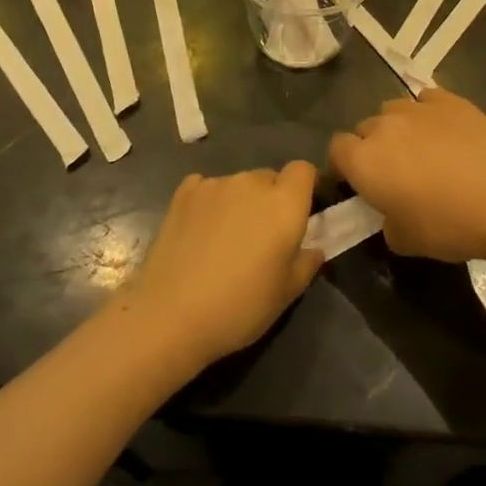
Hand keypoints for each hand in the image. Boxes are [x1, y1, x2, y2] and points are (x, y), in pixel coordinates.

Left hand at [125, 163, 323, 370]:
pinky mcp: (184, 192)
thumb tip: (313, 247)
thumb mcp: (286, 294)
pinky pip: (206, 187)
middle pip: (270, 177)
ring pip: (238, 184)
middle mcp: (251, 182)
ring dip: (239, 202)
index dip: (305, 187)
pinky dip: (209, 202)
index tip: (301, 212)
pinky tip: (199, 231)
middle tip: (261, 237)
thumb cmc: (240, 308)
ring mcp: (215, 183)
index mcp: (284, 203)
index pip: (304, 170)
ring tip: (224, 239)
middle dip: (271, 199)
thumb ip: (307, 263)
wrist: (171, 315)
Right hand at [328, 89, 485, 263]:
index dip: (343, 166)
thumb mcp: (406, 241)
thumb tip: (390, 213)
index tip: (357, 184)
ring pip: (393, 110)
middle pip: (364, 129)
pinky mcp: (448, 100)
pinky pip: (425, 101)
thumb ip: (386, 222)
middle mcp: (384, 126)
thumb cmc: (449, 224)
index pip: (336, 150)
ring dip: (397, 128)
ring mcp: (417, 108)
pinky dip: (428, 114)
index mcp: (364, 160)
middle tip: (394, 173)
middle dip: (371, 147)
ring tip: (421, 150)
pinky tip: (445, 133)